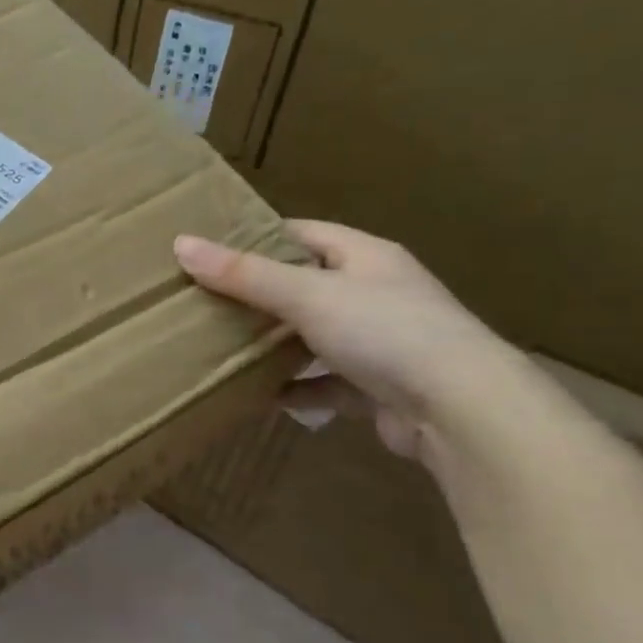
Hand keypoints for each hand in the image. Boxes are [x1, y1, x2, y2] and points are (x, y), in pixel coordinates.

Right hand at [174, 221, 521, 462]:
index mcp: (366, 257)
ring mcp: (382, 341)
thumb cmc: (385, 332)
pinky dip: (297, 389)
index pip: (304, 233)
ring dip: (276, 344)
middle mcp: (377, 293)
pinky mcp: (380, 386)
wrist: (461, 409)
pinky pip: (326, 383)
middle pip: (306, 285)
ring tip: (223, 347)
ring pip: (314, 336)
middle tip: (204, 300)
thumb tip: (181, 244)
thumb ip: (243, 274)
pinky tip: (262, 397)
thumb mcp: (306, 295)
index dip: (257, 237)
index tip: (210, 249)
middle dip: (258, 294)